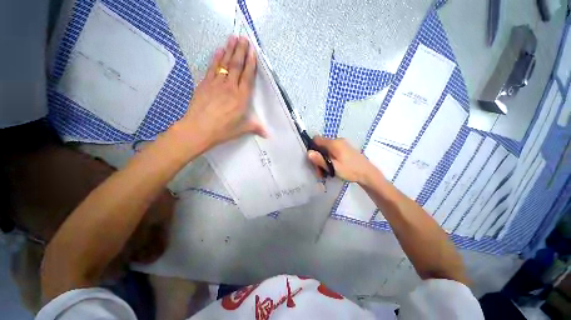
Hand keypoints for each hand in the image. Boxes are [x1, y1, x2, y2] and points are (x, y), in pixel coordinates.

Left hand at [179, 36, 266, 149]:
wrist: (199, 128)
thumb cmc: (223, 130)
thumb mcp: (242, 130)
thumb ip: (256, 128)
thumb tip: (267, 134)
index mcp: (241, 98)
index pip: (247, 77)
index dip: (250, 63)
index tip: (252, 51)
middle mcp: (230, 87)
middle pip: (236, 66)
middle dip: (241, 51)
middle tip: (244, 38)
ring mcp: (216, 83)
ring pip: (225, 64)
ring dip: (229, 50)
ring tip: (233, 38)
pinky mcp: (205, 83)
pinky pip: (212, 68)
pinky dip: (216, 58)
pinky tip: (219, 50)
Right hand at [307, 136, 381, 183]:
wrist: (368, 173)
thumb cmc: (350, 170)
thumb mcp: (333, 167)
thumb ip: (320, 160)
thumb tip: (308, 153)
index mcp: (334, 143)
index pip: (316, 139)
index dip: (312, 147)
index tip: (313, 159)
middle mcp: (337, 140)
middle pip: (321, 145)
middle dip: (318, 157)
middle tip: (320, 170)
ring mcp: (342, 144)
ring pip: (327, 149)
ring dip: (324, 159)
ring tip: (326, 171)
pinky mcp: (345, 148)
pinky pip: (333, 151)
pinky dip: (330, 158)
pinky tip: (332, 167)